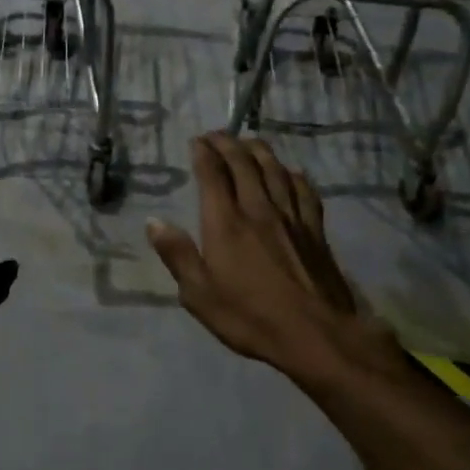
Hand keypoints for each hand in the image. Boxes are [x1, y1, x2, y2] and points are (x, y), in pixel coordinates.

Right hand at [146, 134, 396, 383]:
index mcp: (226, 223)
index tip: (196, 141)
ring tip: (249, 141)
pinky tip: (291, 172)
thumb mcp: (199, 294)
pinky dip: (294, 175)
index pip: (213, 175)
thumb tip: (154, 222)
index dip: (204, 153)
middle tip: (217, 135)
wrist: (315, 334)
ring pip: (275, 171)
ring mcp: (291, 218)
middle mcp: (258, 210)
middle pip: (244, 164)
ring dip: (260, 151)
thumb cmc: (250, 317)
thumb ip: (178, 255)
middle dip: (228, 144)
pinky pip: (304, 191)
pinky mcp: (315, 231)